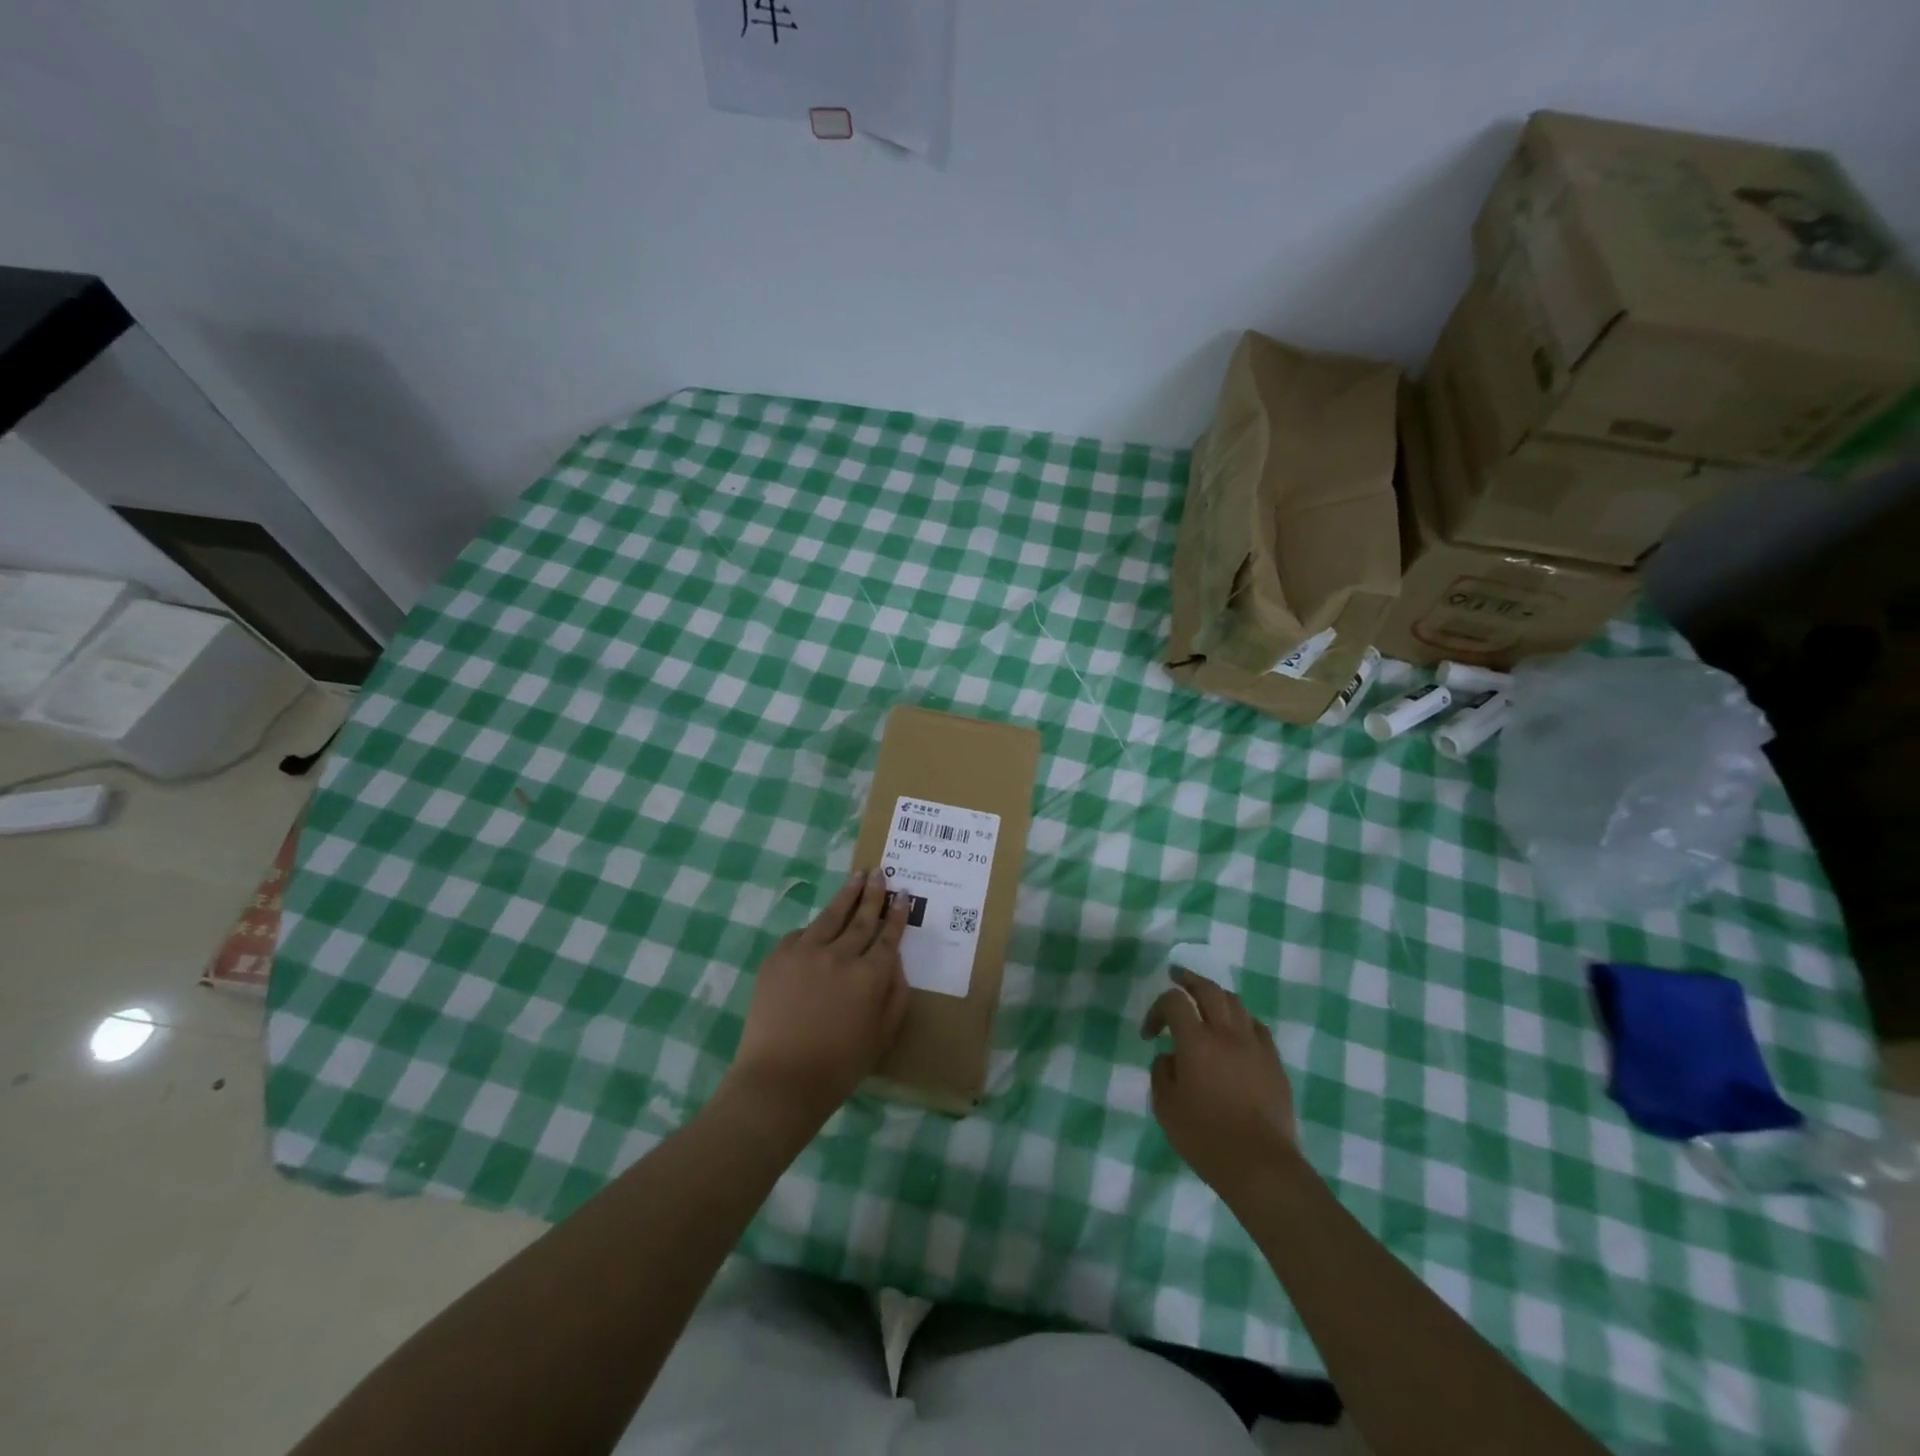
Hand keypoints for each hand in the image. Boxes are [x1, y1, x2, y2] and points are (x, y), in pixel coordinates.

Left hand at [728, 870, 909, 1118]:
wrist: (779, 1080)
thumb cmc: (838, 1066)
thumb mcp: (882, 1035)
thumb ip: (895, 995)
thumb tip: (896, 963)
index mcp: (870, 976)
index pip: (889, 936)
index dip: (897, 914)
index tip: (902, 895)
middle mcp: (841, 955)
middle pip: (862, 918)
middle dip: (874, 894)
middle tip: (880, 873)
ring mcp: (806, 952)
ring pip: (831, 915)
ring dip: (847, 894)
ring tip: (857, 876)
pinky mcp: (778, 957)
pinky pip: (801, 934)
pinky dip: (813, 928)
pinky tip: (819, 924)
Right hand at [1142, 968, 1299, 1200]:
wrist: (1260, 1166)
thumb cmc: (1205, 1138)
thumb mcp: (1165, 1107)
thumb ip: (1162, 1073)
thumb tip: (1170, 1057)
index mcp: (1196, 1042)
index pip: (1173, 1002)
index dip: (1156, 1009)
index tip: (1149, 1034)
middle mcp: (1226, 1034)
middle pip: (1208, 989)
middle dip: (1189, 979)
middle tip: (1176, 976)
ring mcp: (1255, 1046)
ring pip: (1236, 1003)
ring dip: (1216, 995)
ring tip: (1205, 1000)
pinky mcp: (1274, 1062)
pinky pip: (1257, 1027)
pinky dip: (1241, 1020)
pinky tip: (1235, 1031)